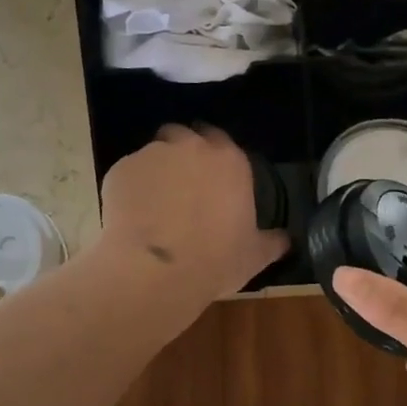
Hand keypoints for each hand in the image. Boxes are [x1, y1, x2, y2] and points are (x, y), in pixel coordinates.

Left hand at [99, 124, 289, 304]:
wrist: (156, 270)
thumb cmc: (215, 260)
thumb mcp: (254, 255)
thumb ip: (271, 241)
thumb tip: (286, 240)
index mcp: (229, 161)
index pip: (220, 139)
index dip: (213, 156)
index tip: (210, 178)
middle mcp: (190, 147)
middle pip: (182, 135)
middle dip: (180, 154)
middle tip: (180, 186)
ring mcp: (152, 154)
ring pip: (152, 153)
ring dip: (154, 171)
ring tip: (152, 204)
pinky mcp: (120, 169)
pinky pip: (127, 173)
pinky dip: (130, 188)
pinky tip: (131, 216)